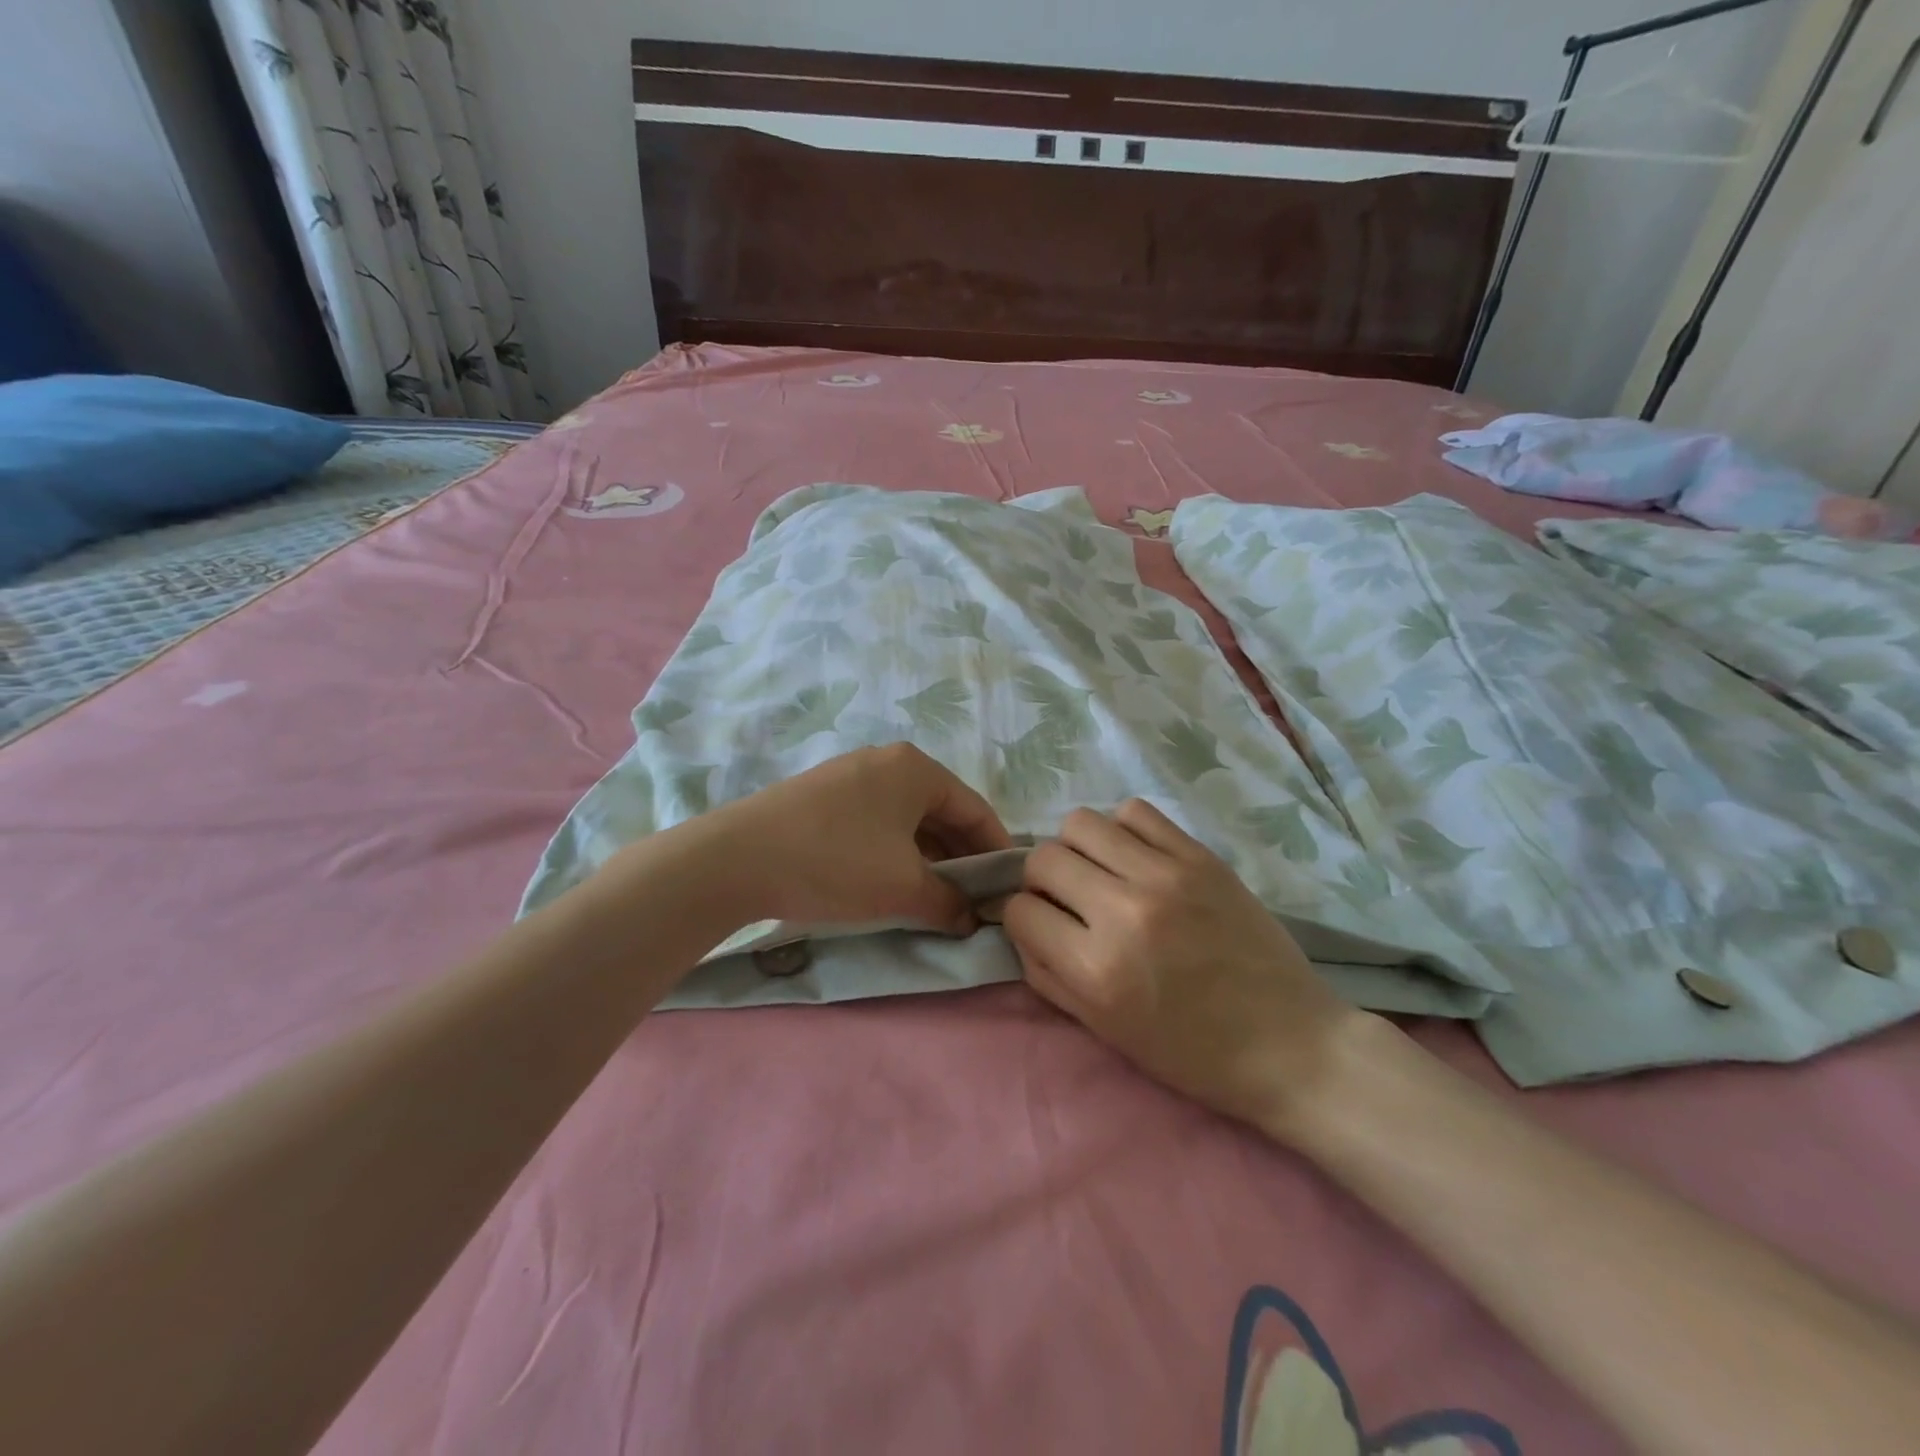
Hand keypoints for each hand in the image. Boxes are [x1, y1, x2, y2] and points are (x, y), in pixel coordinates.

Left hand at [684, 744, 1011, 932]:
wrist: (736, 858)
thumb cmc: (836, 863)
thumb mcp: (903, 888)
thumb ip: (949, 903)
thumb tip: (971, 919)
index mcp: (917, 770)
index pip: (975, 809)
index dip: (997, 850)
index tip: (1008, 888)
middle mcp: (887, 762)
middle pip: (941, 811)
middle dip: (961, 856)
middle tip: (974, 898)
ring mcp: (850, 776)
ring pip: (907, 818)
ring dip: (928, 857)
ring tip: (937, 896)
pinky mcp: (822, 796)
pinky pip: (877, 821)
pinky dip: (895, 851)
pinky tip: (892, 882)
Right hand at [1002, 799, 1368, 1134]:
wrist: (1289, 1045)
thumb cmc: (1191, 1053)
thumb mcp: (1103, 1031)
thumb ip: (1048, 975)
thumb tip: (1024, 925)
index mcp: (1096, 969)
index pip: (1020, 911)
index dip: (1024, 919)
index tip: (1044, 927)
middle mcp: (1123, 912)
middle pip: (1043, 858)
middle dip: (1042, 880)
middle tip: (1070, 899)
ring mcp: (1165, 876)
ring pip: (1081, 823)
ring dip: (1078, 848)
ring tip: (1102, 873)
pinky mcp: (1200, 857)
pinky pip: (1135, 812)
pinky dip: (1123, 831)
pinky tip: (1138, 859)